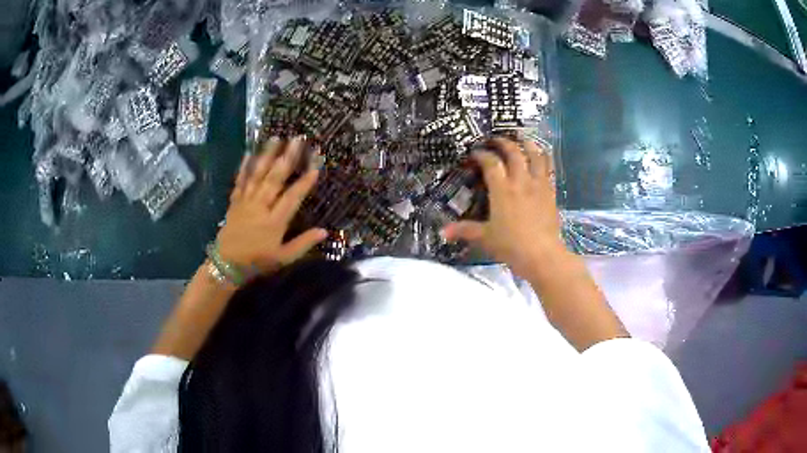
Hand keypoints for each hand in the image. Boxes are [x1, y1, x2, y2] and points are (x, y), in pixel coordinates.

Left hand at [216, 137, 326, 276]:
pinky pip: (240, 181)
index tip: (316, 165)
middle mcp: (260, 207)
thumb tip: (325, 231)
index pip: (292, 197)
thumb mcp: (283, 258)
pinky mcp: (235, 202)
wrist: (226, 265)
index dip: (304, 182)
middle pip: (275, 178)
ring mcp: (246, 202)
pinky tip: (249, 153)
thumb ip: (303, 243)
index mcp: (275, 222)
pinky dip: (244, 167)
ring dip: (267, 155)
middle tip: (296, 140)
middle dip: (287, 158)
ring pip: (258, 175)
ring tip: (276, 138)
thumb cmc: (257, 262)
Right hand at [442, 138, 564, 276]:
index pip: (491, 163)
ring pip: (535, 156)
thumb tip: (443, 232)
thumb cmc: (511, 245)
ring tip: (522, 138)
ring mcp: (538, 185)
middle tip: (496, 139)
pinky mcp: (551, 192)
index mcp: (502, 189)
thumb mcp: (485, 237)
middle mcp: (521, 181)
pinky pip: (549, 169)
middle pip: (513, 153)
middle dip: (503, 143)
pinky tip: (542, 156)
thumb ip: (465, 230)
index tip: (475, 153)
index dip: (482, 155)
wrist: (542, 255)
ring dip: (528, 144)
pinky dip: (544, 158)